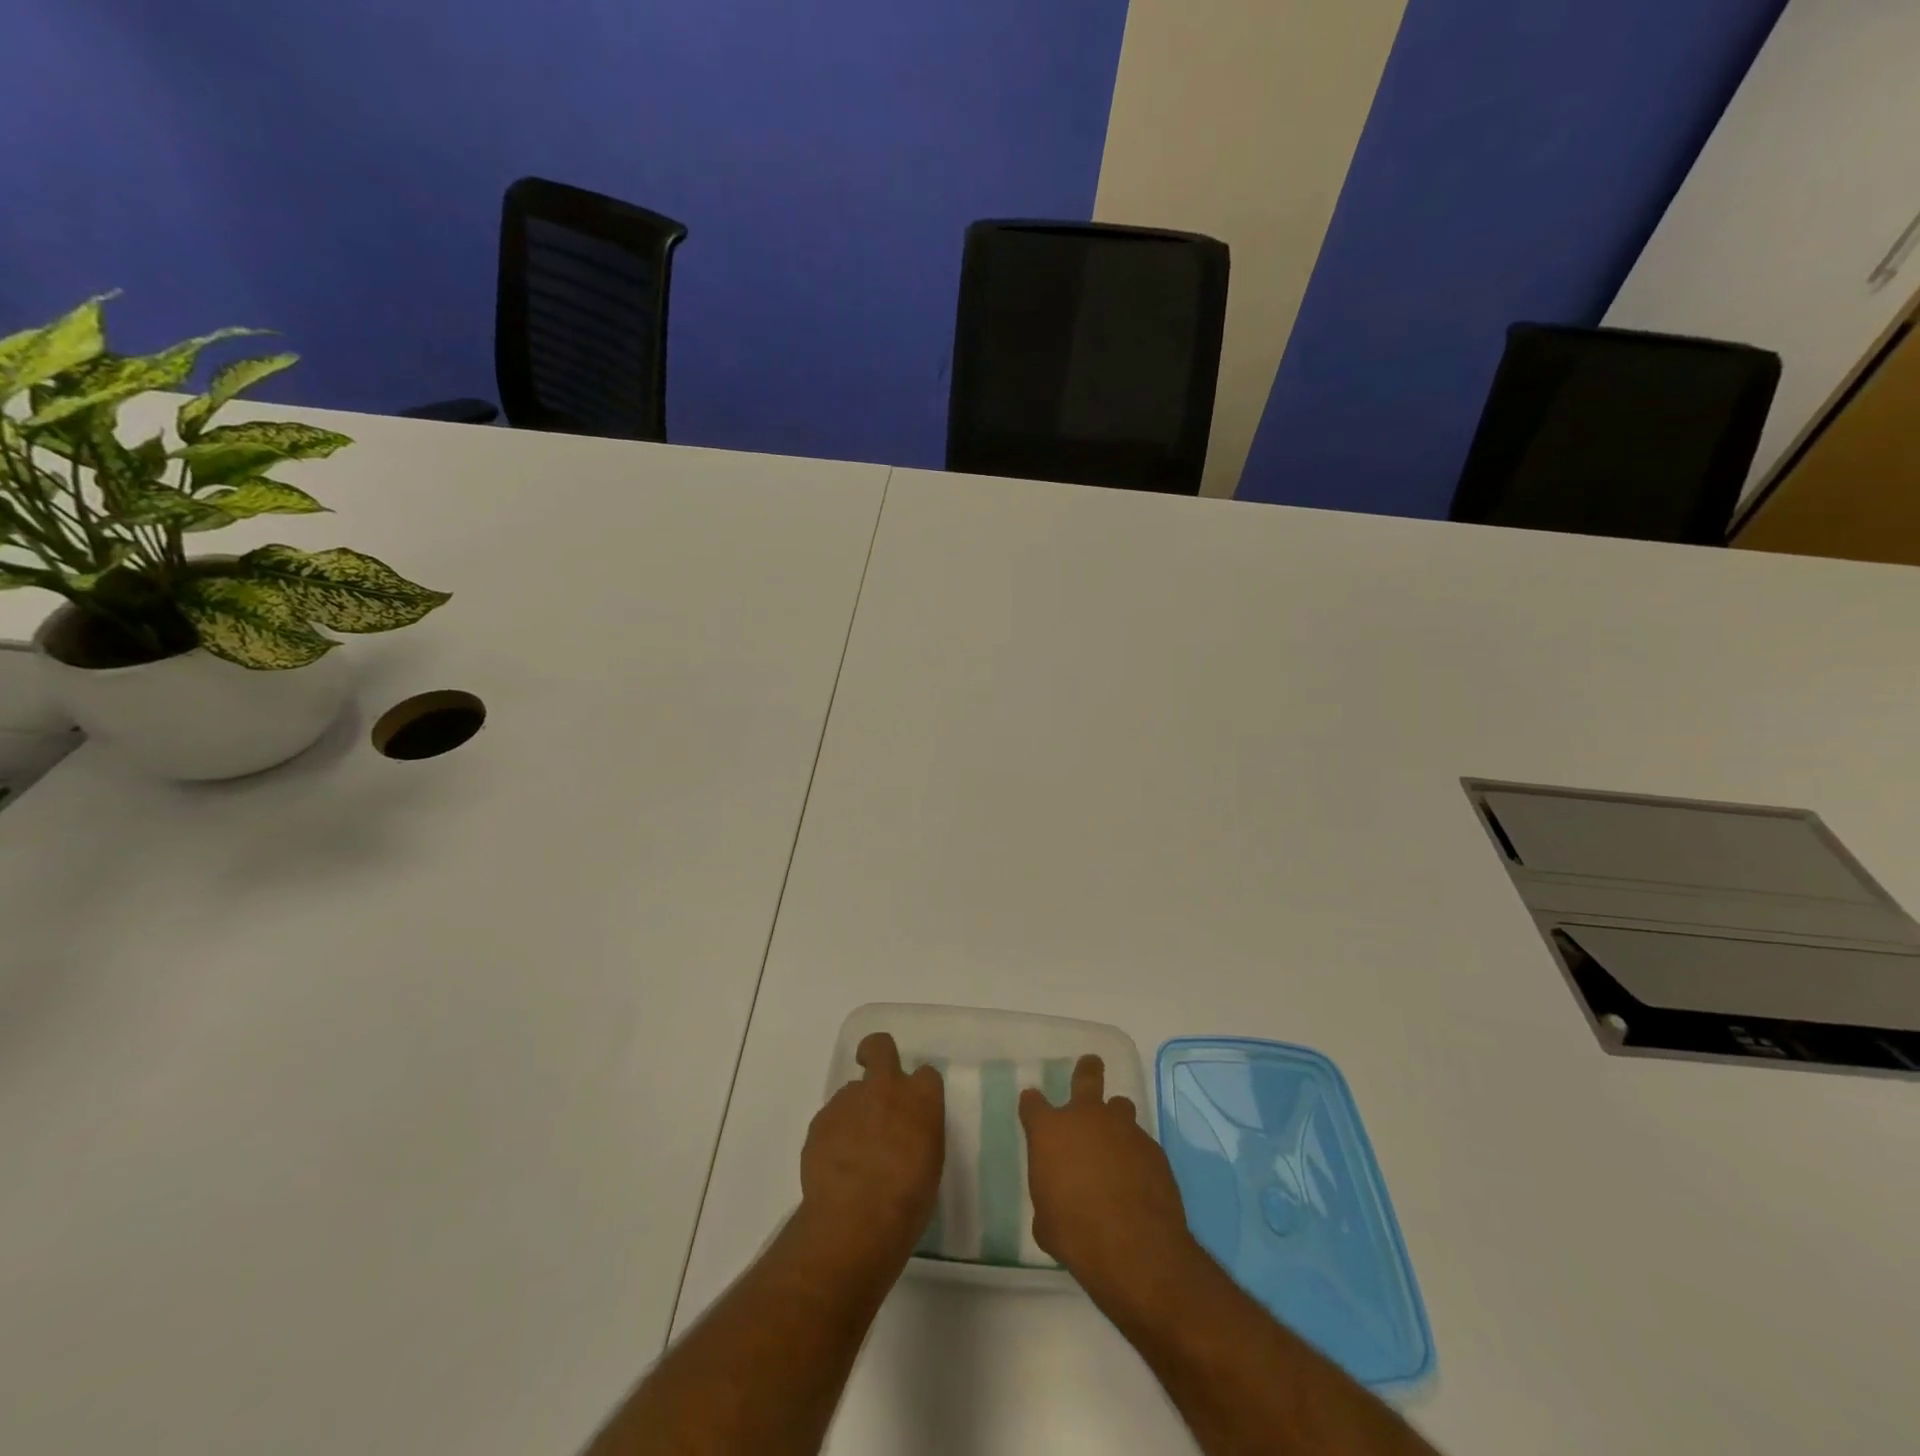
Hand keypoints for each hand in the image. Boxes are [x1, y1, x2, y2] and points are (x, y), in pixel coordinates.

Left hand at [798, 1032, 944, 1273]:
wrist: (855, 1219)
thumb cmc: (907, 1201)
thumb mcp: (930, 1165)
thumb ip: (918, 1134)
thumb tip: (905, 1133)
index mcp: (921, 1099)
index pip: (926, 1074)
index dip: (919, 1089)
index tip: (915, 1107)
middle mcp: (886, 1088)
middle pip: (880, 1046)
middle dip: (875, 1053)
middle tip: (874, 1079)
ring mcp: (849, 1100)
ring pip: (851, 1093)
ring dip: (854, 1112)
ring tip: (852, 1154)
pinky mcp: (821, 1120)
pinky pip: (830, 1120)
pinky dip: (833, 1136)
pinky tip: (835, 1168)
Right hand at [1020, 1054, 1202, 1317]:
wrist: (1135, 1247)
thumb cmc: (1076, 1234)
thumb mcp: (1046, 1222)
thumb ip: (1048, 1198)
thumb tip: (1056, 1200)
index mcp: (1050, 1131)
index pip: (1032, 1103)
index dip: (1032, 1104)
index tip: (1032, 1106)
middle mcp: (1086, 1118)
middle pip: (1086, 1076)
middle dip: (1087, 1069)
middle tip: (1090, 1065)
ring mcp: (1123, 1128)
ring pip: (1120, 1106)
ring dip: (1116, 1119)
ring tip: (1116, 1140)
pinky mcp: (1153, 1148)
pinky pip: (1140, 1142)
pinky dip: (1136, 1154)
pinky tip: (1138, 1179)